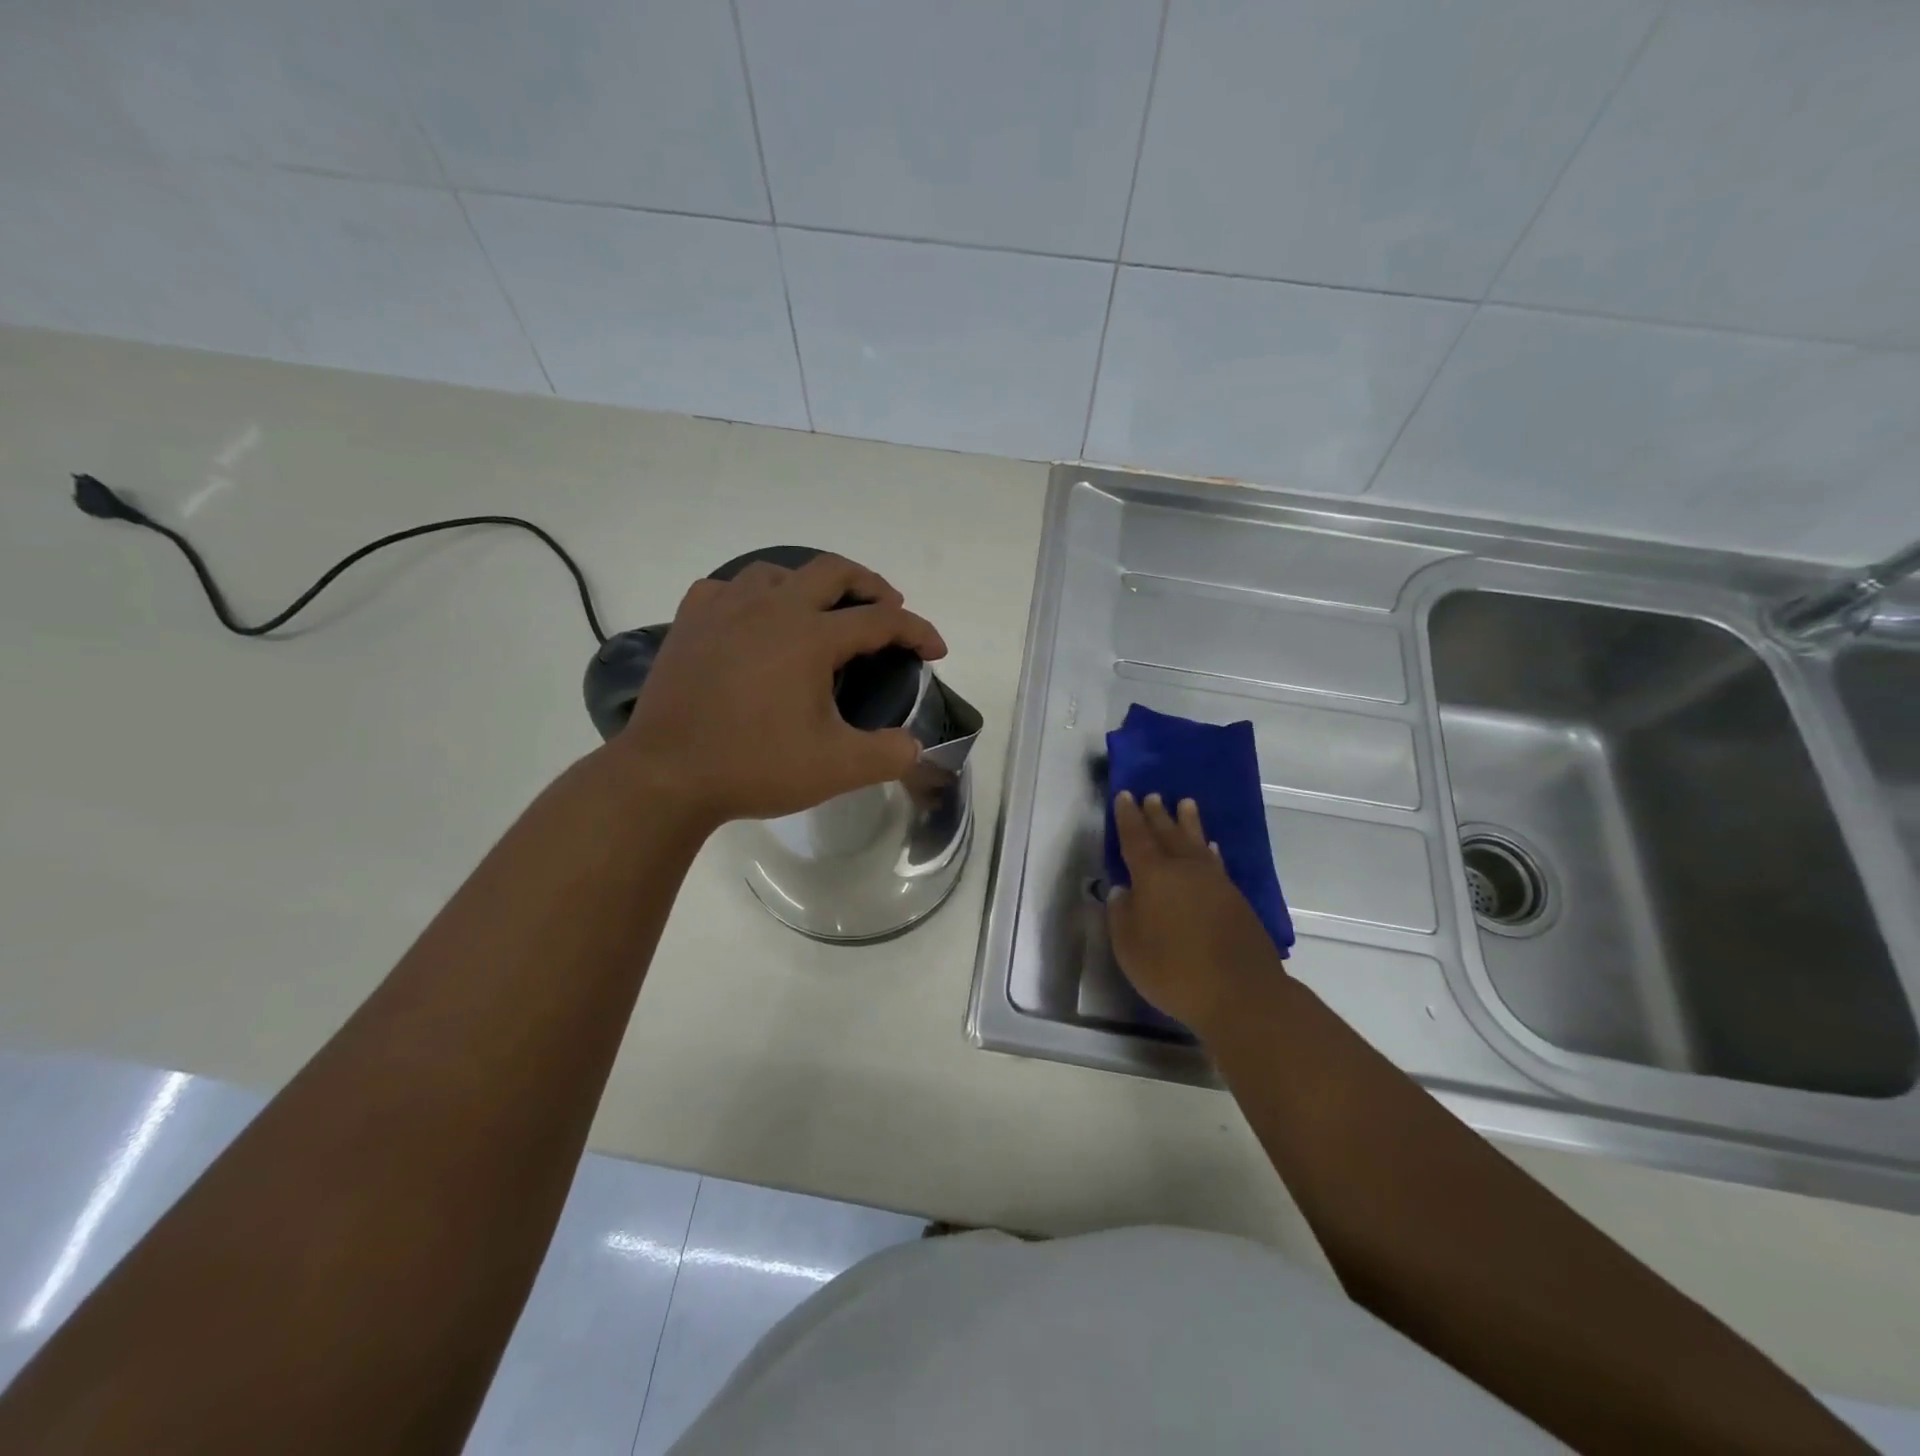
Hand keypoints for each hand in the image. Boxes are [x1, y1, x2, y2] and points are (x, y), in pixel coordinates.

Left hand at [616, 554, 945, 831]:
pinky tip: (753, 619)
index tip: (935, 650)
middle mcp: (770, 609)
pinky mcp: (690, 623)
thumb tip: (913, 747)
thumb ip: (887, 754)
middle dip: (870, 585)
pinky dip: (752, 596)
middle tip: (887, 608)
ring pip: (777, 572)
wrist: (666, 776)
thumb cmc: (754, 767)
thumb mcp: (836, 768)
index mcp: (810, 637)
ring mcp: (724, 610)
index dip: (917, 631)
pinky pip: (727, 589)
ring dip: (810, 585)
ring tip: (820, 613)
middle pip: (832, 571)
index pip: (880, 620)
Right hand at [1108, 792, 1284, 1031]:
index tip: (1125, 796)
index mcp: (1153, 876)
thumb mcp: (1129, 947)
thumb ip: (1121, 914)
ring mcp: (1214, 882)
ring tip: (1185, 804)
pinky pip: (1216, 862)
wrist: (1240, 993)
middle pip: (1168, 834)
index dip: (1128, 817)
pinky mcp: (1235, 899)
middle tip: (1152, 795)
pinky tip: (1210, 848)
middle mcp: (1184, 870)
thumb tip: (1122, 890)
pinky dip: (1209, 850)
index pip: (1136, 838)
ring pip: (1196, 842)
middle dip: (1157, 815)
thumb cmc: (1174, 970)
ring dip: (1188, 823)